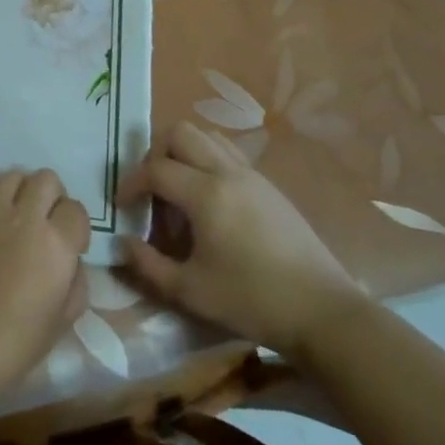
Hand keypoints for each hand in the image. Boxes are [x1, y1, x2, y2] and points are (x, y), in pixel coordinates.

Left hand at [0, 169, 88, 402]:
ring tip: (18, 219)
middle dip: (53, 199)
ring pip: (16, 175)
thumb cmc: (11, 345)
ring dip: (24, 192)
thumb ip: (76, 281)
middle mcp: (24, 217)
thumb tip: (70, 260)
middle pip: (47, 179)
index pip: (76, 210)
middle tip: (46, 226)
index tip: (70, 248)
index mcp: (55, 244)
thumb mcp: (62, 322)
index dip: (76, 228)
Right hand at [118, 121, 366, 355]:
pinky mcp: (269, 186)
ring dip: (184, 153)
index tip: (121, 205)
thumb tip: (123, 242)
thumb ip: (148, 265)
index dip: (131, 183)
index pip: (155, 169)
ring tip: (178, 191)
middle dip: (156, 154)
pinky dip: (207, 161)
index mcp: (206, 194)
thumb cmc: (251, 301)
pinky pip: (228, 153)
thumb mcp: (190, 291)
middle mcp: (227, 172)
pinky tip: (209, 201)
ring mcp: (252, 175)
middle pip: (181, 132)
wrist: (323, 312)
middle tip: (151, 190)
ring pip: (207, 136)